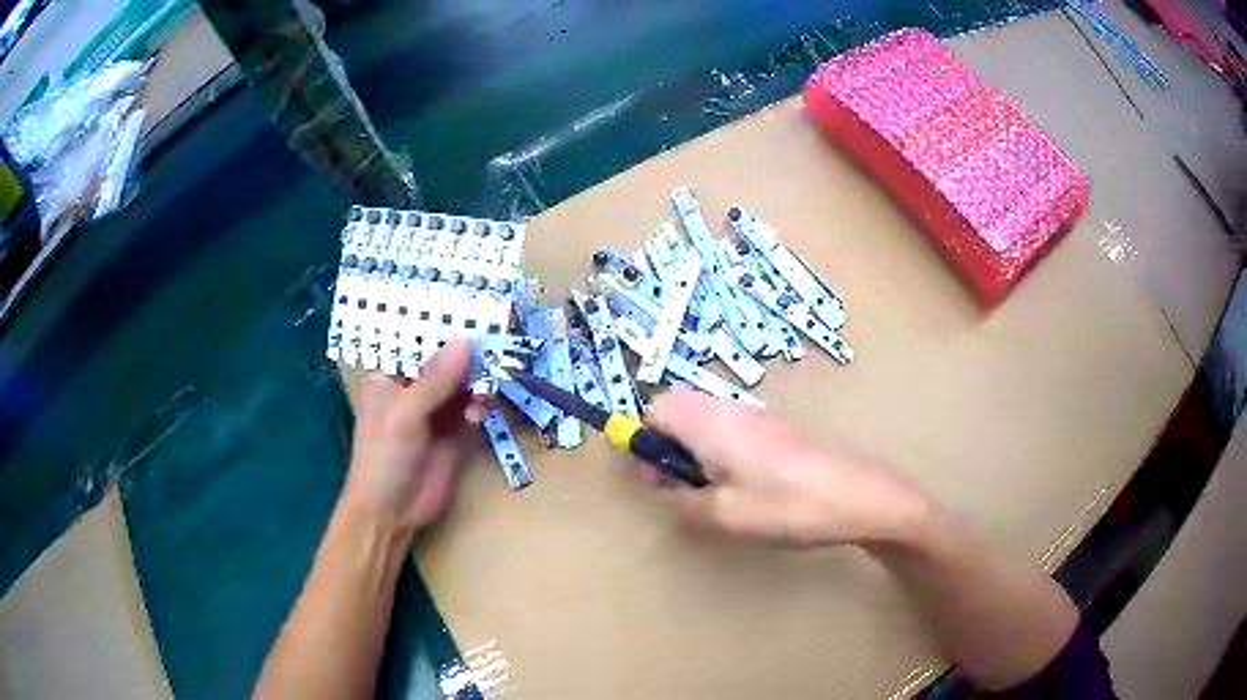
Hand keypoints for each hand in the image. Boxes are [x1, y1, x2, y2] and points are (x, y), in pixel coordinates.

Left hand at [343, 338, 481, 538]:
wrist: (393, 513)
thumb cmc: (383, 458)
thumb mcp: (405, 416)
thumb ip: (435, 380)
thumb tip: (467, 340)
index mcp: (389, 374)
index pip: (416, 338)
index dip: (441, 322)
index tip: (471, 304)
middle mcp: (414, 385)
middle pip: (445, 357)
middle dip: (468, 348)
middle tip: (498, 332)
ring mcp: (437, 408)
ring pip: (464, 380)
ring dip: (479, 377)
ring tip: (491, 377)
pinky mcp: (457, 430)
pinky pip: (474, 406)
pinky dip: (482, 402)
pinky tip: (483, 409)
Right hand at [643, 390, 928, 547]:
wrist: (860, 495)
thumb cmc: (787, 505)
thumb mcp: (724, 515)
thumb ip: (683, 499)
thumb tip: (664, 486)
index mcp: (710, 422)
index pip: (655, 407)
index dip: (644, 439)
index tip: (654, 475)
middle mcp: (731, 408)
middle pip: (679, 410)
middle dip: (668, 446)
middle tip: (682, 487)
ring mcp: (759, 415)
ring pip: (707, 421)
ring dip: (696, 452)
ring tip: (715, 493)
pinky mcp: (779, 428)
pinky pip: (732, 430)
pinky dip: (723, 453)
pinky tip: (747, 487)